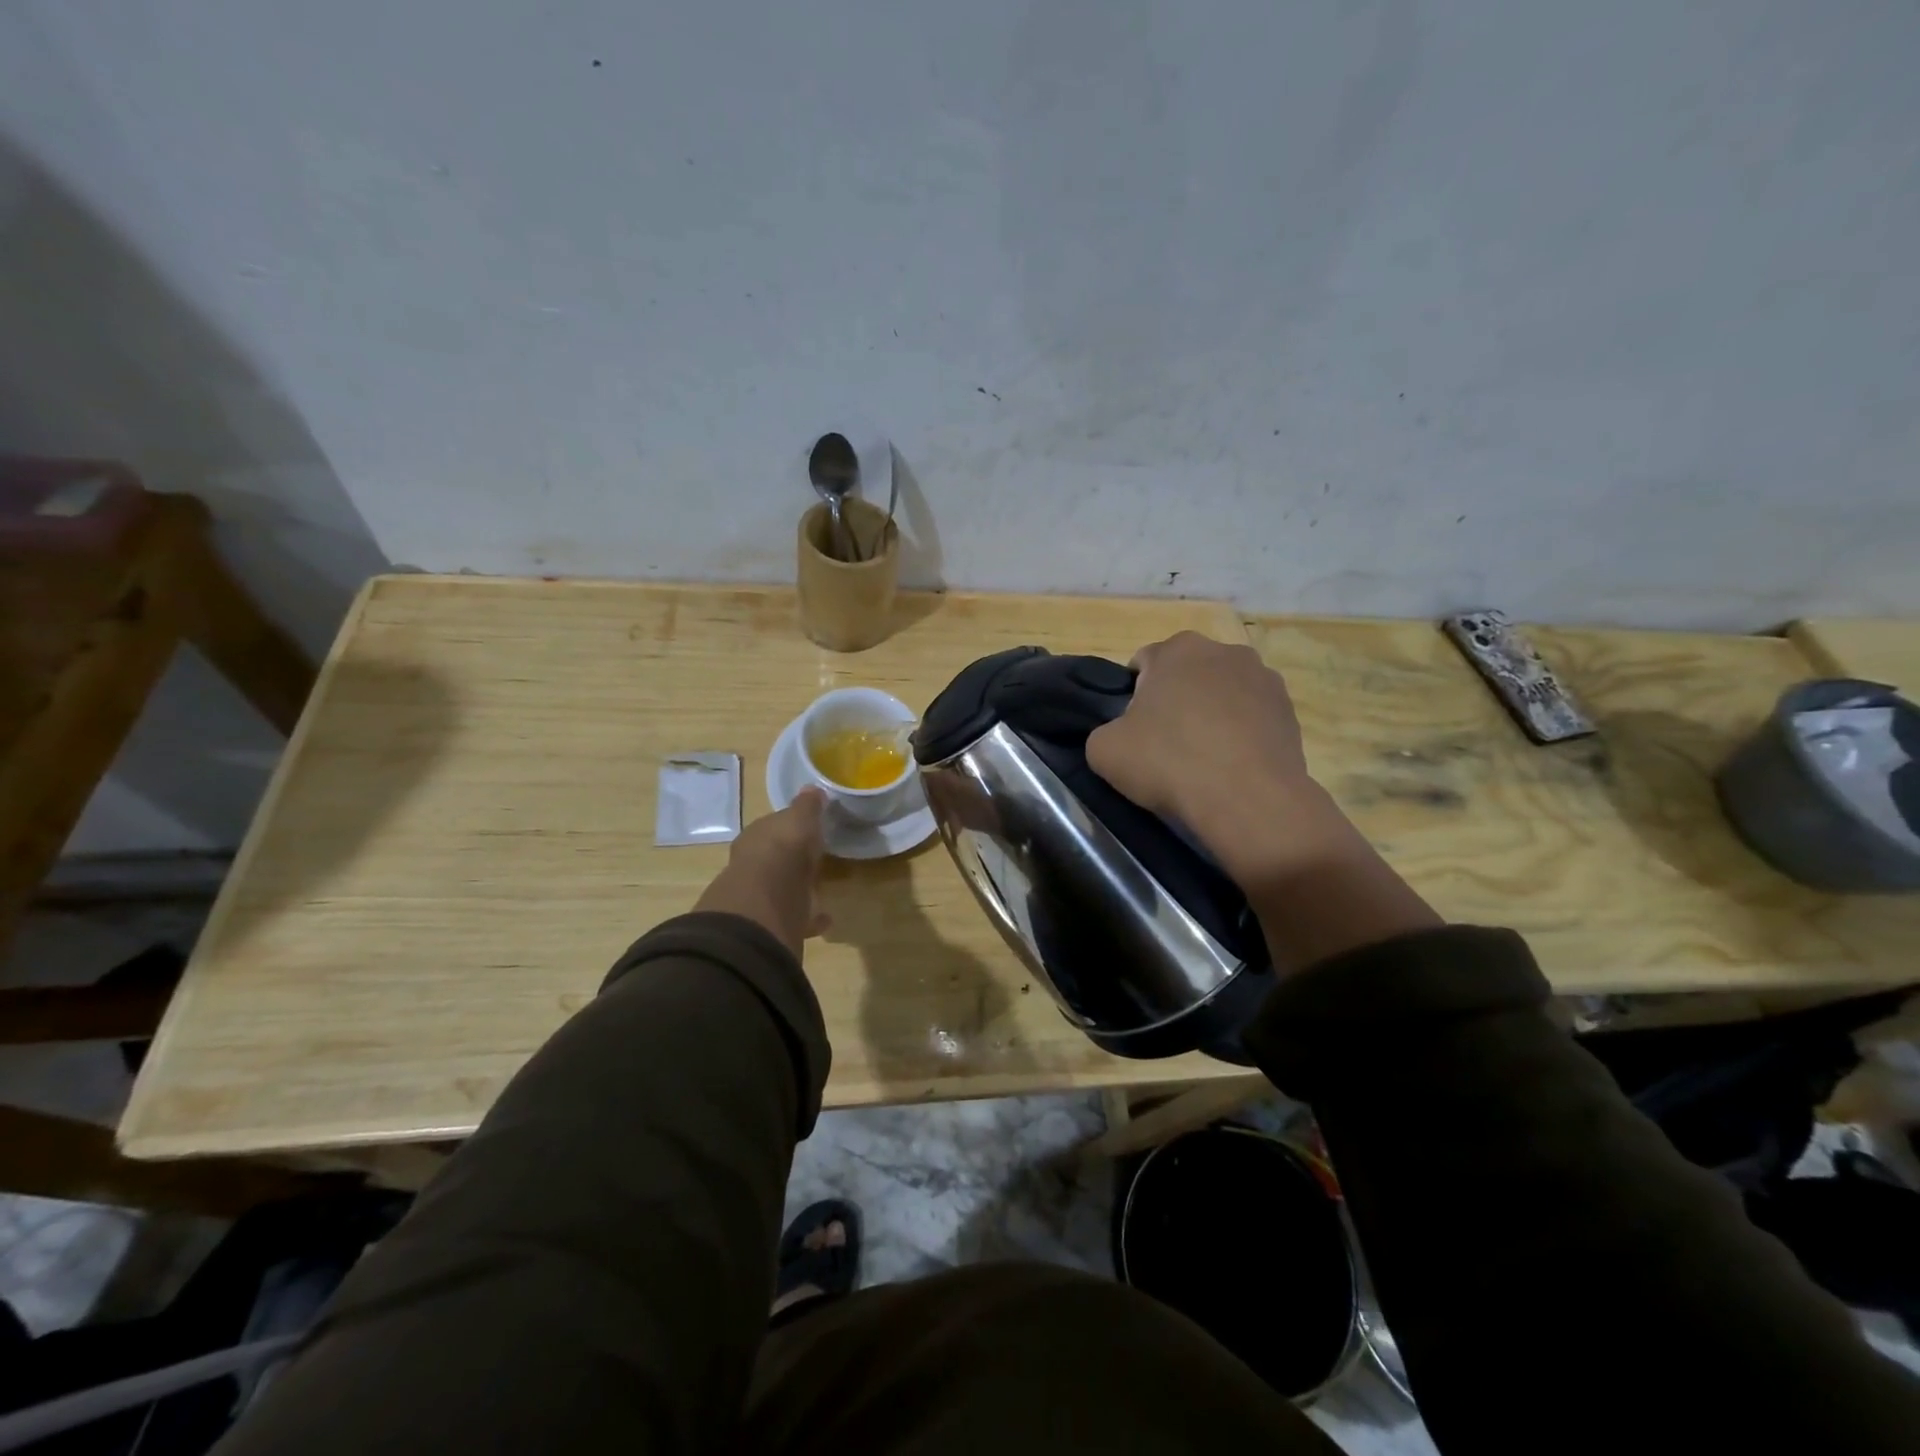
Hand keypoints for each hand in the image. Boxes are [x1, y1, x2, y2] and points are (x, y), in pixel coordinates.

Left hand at [693, 789, 829, 957]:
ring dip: (798, 887)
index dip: (789, 827)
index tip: (808, 828)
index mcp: (756, 836)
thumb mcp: (800, 818)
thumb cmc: (783, 849)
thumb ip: (806, 806)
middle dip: (791, 859)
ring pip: (782, 887)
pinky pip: (795, 916)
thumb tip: (811, 788)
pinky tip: (826, 917)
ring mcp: (761, 895)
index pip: (773, 827)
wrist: (767, 899)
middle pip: (775, 858)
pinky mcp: (773, 922)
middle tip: (814, 859)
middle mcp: (753, 864)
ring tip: (820, 889)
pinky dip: (810, 916)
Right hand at [1086, 632, 1328, 881]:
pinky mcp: (1289, 710)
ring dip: (1210, 714)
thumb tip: (1122, 735)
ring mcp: (1264, 678)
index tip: (1134, 730)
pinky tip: (1231, 765)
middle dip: (1175, 700)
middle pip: (1186, 674)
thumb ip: (1104, 731)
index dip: (1133, 697)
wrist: (1248, 800)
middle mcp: (1224, 651)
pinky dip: (1240, 734)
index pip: (1143, 663)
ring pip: (1222, 693)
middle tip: (1165, 744)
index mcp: (1177, 649)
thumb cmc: (1169, 763)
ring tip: (1203, 758)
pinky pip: (1251, 717)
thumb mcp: (1104, 751)